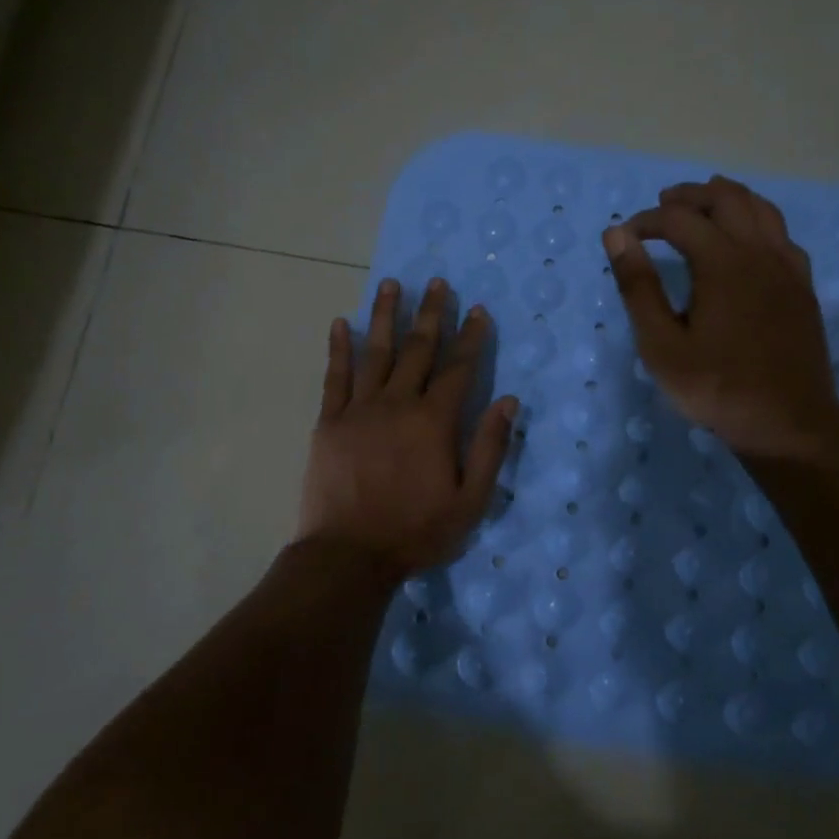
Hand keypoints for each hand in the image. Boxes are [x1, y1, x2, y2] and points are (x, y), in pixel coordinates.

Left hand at [296, 277, 517, 578]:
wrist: (349, 555)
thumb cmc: (416, 531)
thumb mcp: (470, 500)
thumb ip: (489, 447)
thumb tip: (509, 400)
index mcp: (433, 422)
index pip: (458, 368)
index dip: (470, 337)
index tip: (477, 310)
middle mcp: (397, 404)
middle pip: (417, 349)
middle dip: (430, 314)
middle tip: (436, 282)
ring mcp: (359, 409)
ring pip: (375, 352)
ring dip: (384, 316)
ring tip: (390, 284)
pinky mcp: (329, 422)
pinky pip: (335, 377)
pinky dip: (338, 348)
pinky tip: (340, 324)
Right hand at [603, 175, 838, 459]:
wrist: (788, 423)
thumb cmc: (716, 388)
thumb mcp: (661, 345)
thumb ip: (638, 287)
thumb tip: (617, 234)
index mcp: (722, 262)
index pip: (679, 219)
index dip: (647, 220)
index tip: (627, 236)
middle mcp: (759, 252)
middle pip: (726, 199)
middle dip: (690, 196)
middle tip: (663, 204)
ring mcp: (787, 267)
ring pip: (761, 209)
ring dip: (728, 199)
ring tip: (704, 204)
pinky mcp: (803, 285)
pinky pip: (782, 234)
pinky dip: (758, 222)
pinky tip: (748, 239)